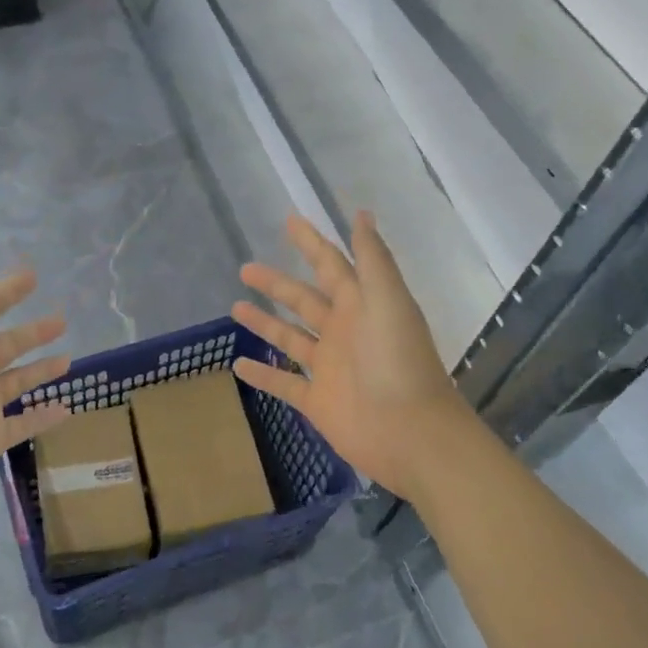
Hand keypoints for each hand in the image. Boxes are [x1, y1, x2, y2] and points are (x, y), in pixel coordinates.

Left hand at [0, 255, 72, 513]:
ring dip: (41, 369)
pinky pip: (23, 422)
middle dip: (32, 330)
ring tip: (69, 359)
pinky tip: (67, 408)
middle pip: (5, 343)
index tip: (32, 276)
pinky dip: (43, 416)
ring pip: (17, 380)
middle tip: (62, 319)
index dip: (5, 290)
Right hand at [231, 212, 470, 505]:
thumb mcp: (388, 301)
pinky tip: (238, 365)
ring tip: (235, 307)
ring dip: (265, 322)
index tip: (289, 221)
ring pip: (290, 338)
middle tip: (245, 268)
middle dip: (276, 283)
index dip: (312, 243)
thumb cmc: (399, 362)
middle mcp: (343, 331)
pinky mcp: (318, 401)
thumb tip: (361, 213)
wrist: (411, 434)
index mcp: (361, 305)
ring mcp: (329, 368)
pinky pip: (284, 384)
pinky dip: (263, 375)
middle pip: (304, 299)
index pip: (331, 265)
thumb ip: (372, 259)